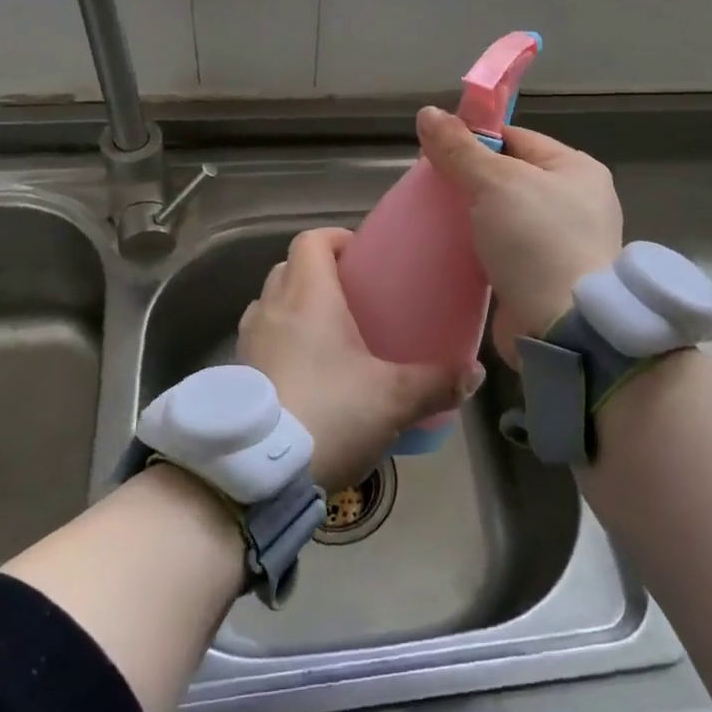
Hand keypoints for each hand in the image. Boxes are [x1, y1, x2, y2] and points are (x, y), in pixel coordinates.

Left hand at [238, 227, 481, 490]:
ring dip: (294, 306)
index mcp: (308, 297)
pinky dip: (280, 341)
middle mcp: (271, 308)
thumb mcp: (393, 399)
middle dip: (319, 273)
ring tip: (328, 334)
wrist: (258, 472)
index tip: (362, 256)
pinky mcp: (237, 374)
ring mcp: (248, 341)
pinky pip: (260, 339)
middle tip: (352, 298)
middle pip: (289, 268)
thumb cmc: (329, 414)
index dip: (336, 239)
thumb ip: (437, 382)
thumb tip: (474, 373)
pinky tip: (306, 373)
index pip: (312, 240)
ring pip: (270, 303)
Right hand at [416, 106, 622, 362]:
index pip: (515, 139)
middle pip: (508, 177)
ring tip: (434, 219)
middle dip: (468, 181)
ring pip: (503, 216)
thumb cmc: (536, 242)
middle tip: (430, 189)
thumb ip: (459, 149)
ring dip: (471, 218)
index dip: (474, 140)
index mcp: (576, 169)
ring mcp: (562, 242)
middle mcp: (575, 201)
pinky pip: (504, 250)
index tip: (436, 151)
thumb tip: (426, 112)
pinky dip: (480, 248)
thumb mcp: (495, 183)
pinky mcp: (544, 277)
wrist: (563, 328)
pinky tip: (452, 250)